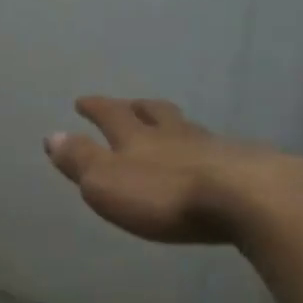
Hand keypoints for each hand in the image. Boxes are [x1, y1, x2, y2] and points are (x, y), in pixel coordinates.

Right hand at [43, 96, 302, 246]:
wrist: (249, 201)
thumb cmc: (165, 195)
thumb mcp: (106, 183)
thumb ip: (80, 160)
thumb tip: (52, 135)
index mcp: (138, 139)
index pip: (111, 115)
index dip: (95, 107)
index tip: (83, 101)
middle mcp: (176, 135)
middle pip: (156, 114)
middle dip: (138, 108)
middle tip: (131, 104)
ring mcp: (216, 148)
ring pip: (190, 129)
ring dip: (176, 126)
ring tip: (173, 129)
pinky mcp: (250, 166)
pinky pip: (223, 150)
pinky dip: (211, 150)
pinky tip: (217, 159)